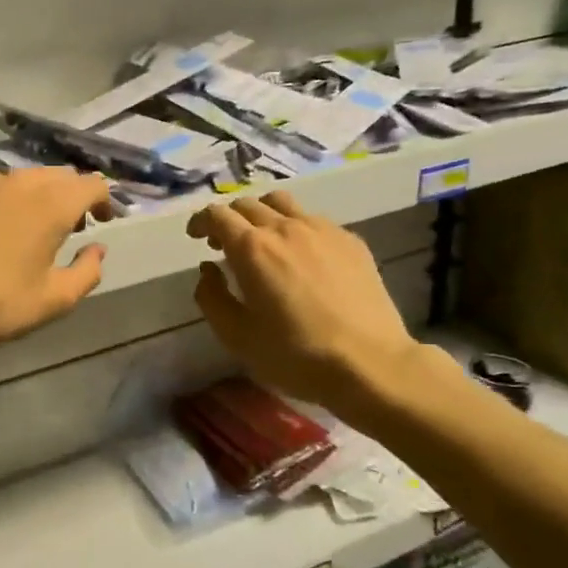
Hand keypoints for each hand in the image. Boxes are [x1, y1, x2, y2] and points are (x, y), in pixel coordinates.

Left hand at [0, 168, 113, 357]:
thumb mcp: (54, 300)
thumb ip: (87, 271)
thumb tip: (97, 249)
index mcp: (53, 204)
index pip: (93, 184)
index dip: (103, 201)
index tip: (100, 222)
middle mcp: (21, 180)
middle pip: (59, 175)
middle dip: (70, 196)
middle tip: (67, 226)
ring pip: (22, 177)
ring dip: (33, 195)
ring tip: (24, 224)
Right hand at [187, 190, 420, 407]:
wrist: (370, 364)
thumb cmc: (295, 355)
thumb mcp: (236, 336)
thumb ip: (211, 297)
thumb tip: (208, 269)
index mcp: (251, 248)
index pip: (217, 214)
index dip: (201, 222)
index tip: (196, 237)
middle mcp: (284, 227)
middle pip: (248, 204)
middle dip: (229, 219)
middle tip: (225, 245)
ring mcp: (322, 230)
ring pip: (282, 203)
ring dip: (263, 214)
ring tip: (264, 240)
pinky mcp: (351, 241)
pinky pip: (314, 220)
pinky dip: (296, 228)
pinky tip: (303, 257)